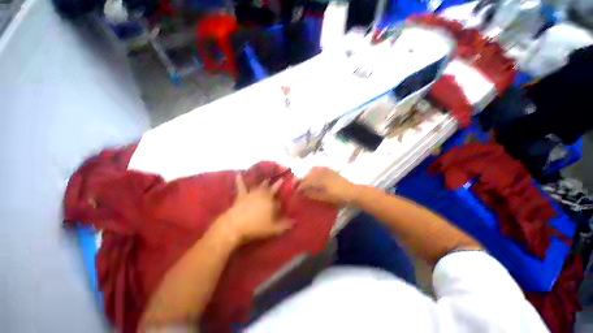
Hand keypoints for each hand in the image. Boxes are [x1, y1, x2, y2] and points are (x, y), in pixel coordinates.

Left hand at [217, 175, 292, 244]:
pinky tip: (238, 174)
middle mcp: (263, 195)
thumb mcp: (272, 229)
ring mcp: (252, 194)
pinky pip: (241, 186)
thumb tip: (295, 222)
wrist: (235, 225)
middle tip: (281, 179)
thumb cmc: (256, 227)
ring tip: (267, 179)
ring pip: (259, 186)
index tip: (283, 203)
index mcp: (271, 202)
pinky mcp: (242, 195)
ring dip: (264, 182)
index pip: (278, 201)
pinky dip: (239, 180)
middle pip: (271, 189)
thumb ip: (284, 225)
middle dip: (276, 185)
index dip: (280, 203)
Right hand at [298, 167, 358, 205]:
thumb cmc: (339, 196)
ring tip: (304, 180)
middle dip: (301, 179)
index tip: (295, 190)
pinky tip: (313, 173)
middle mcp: (322, 173)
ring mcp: (327, 171)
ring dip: (307, 174)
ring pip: (313, 170)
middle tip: (297, 184)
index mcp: (320, 180)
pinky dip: (314, 170)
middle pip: (308, 174)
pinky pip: (319, 168)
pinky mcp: (331, 171)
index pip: (306, 181)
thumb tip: (303, 192)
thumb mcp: (325, 198)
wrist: (353, 192)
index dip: (300, 185)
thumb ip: (313, 194)